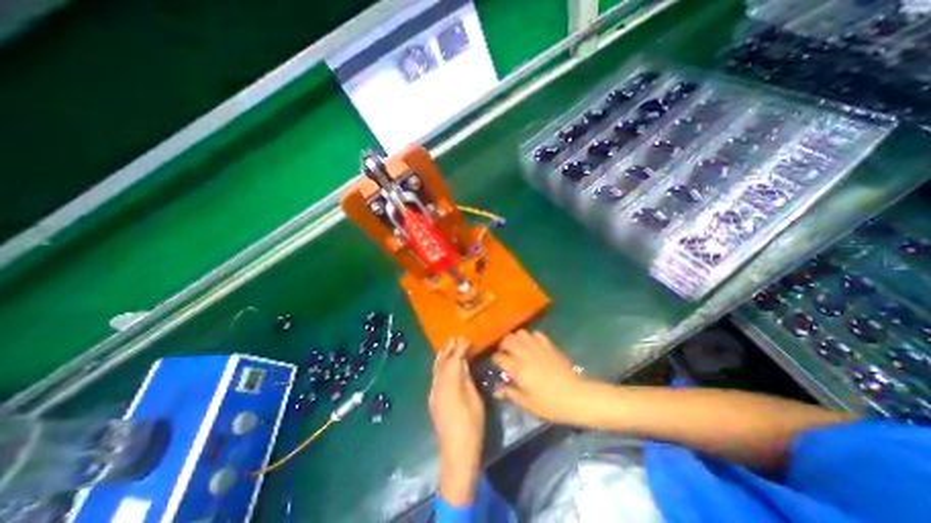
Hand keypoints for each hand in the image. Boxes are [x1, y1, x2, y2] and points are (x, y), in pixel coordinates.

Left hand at [430, 336, 488, 503]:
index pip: (453, 361)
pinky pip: (435, 376)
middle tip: (456, 338)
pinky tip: (444, 363)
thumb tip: (464, 362)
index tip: (466, 339)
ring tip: (449, 346)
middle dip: (449, 349)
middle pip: (442, 363)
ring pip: (436, 369)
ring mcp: (433, 393)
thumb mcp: (474, 399)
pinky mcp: (433, 399)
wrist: (456, 452)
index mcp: (449, 385)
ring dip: (443, 356)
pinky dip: (440, 366)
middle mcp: (437, 386)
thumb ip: (467, 378)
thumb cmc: (471, 425)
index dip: (459, 349)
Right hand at [495, 331, 586, 424]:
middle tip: (505, 354)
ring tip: (518, 348)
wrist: (576, 397)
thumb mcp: (527, 403)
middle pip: (508, 340)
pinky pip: (536, 334)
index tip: (495, 363)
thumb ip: (510, 394)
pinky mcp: (549, 346)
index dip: (495, 359)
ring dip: (516, 339)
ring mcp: (538, 348)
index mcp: (518, 369)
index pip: (499, 357)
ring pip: (521, 333)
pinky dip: (531, 338)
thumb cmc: (550, 404)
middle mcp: (525, 354)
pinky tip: (533, 346)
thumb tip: (496, 391)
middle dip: (503, 345)